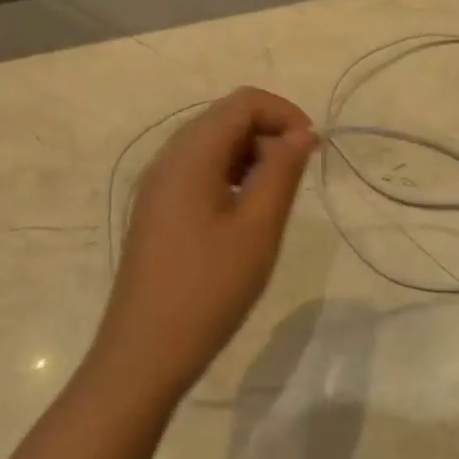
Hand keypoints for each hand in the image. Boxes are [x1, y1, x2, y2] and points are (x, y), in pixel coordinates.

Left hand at [95, 88, 316, 404]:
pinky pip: (200, 171)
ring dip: (253, 154)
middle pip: (225, 118)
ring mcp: (158, 186)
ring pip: (213, 145)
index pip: (243, 103)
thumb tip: (301, 134)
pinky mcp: (158, 211)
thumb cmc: (208, 289)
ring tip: (279, 193)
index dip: (285, 114)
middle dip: (270, 132)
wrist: (144, 355)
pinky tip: (249, 211)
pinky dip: (233, 175)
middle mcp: (168, 160)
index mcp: (190, 156)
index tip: (314, 149)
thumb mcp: (258, 228)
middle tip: (303, 170)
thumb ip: (282, 171)